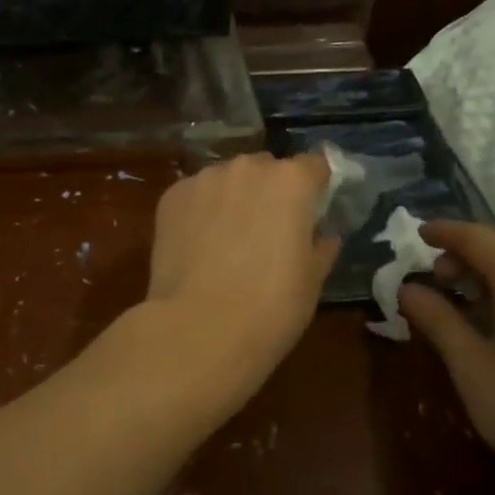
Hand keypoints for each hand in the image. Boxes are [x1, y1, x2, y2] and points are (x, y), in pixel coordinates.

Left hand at [139, 153, 339, 407]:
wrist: (199, 328)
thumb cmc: (271, 307)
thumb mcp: (312, 280)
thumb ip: (321, 246)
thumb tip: (323, 235)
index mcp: (292, 181)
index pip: (314, 165)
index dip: (315, 187)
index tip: (312, 212)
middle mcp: (247, 167)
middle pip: (266, 168)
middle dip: (270, 191)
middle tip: (268, 231)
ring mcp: (204, 179)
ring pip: (227, 180)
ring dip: (233, 198)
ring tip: (227, 240)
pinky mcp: (171, 197)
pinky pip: (195, 195)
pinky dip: (200, 211)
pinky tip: (197, 245)